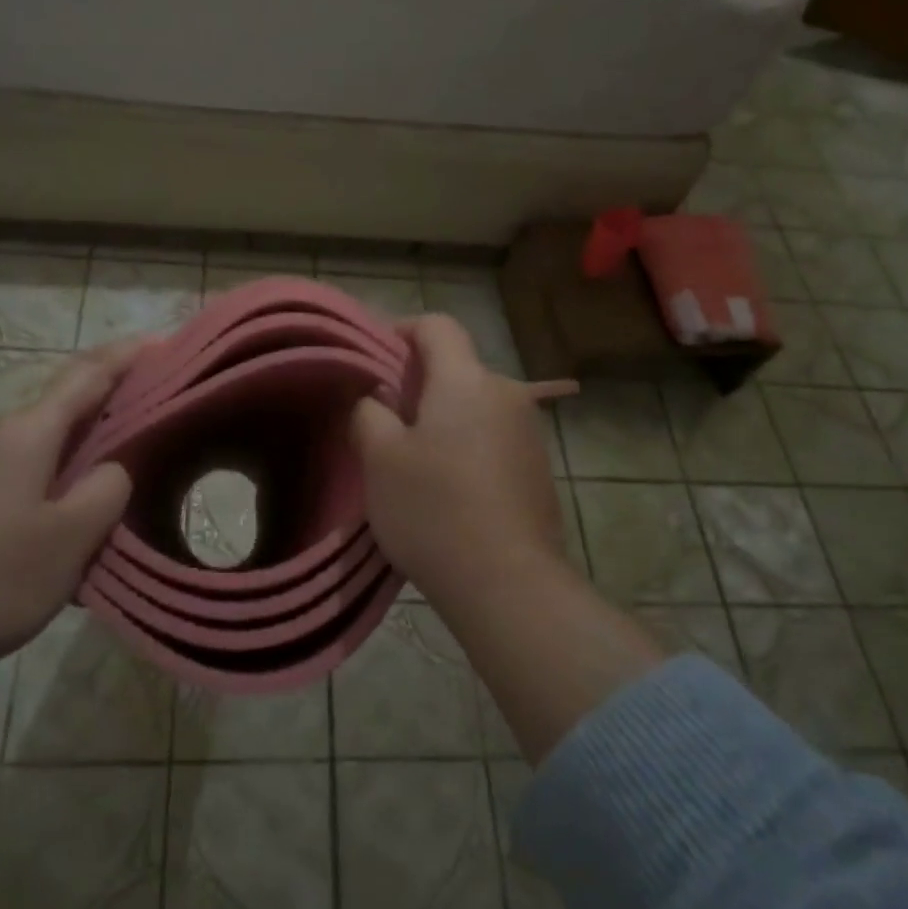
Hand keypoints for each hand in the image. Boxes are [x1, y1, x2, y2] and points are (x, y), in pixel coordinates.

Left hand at [0, 341, 140, 693]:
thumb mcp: (73, 539)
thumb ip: (107, 489)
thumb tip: (110, 468)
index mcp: (23, 433)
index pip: (85, 377)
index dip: (124, 357)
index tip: (158, 342)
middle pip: (57, 411)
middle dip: (101, 413)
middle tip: (144, 427)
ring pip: (31, 446)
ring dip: (69, 456)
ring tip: (100, 491)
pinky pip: (5, 472)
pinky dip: (39, 481)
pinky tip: (48, 523)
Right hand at [352, 316, 573, 616]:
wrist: (508, 582)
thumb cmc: (433, 510)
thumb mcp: (380, 458)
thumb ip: (369, 412)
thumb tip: (376, 399)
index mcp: (466, 380)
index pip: (437, 326)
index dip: (402, 330)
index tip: (375, 360)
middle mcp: (506, 394)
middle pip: (457, 368)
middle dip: (418, 384)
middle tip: (384, 421)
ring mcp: (529, 432)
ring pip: (474, 405)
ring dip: (443, 418)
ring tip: (414, 461)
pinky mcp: (538, 468)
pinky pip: (493, 437)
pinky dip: (466, 445)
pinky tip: (449, 489)